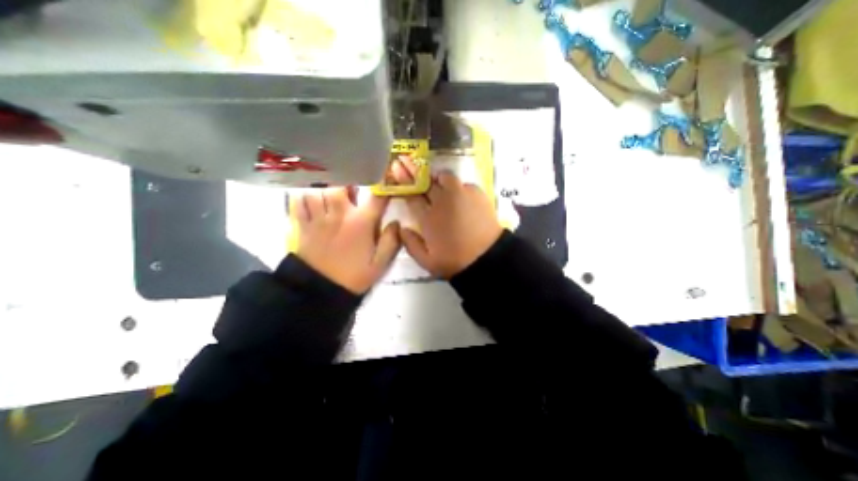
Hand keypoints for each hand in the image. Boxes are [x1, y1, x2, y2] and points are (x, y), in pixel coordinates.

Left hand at [294, 187, 399, 291]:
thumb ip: (391, 242)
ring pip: (319, 190)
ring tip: (331, 194)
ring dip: (326, 189)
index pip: (376, 198)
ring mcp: (319, 218)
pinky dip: (304, 197)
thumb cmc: (354, 276)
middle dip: (348, 183)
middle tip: (352, 190)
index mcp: (361, 223)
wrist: (321, 290)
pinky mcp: (303, 226)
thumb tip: (397, 223)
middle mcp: (340, 215)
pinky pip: (299, 203)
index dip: (383, 187)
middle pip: (341, 185)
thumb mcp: (380, 264)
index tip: (387, 181)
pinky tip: (311, 201)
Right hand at [391, 160, 502, 277]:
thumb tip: (401, 228)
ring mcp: (461, 195)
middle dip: (414, 171)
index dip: (403, 181)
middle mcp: (442, 202)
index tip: (396, 169)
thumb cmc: (454, 261)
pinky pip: (463, 184)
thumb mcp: (426, 261)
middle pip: (425, 181)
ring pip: (445, 177)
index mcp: (428, 218)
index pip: (412, 195)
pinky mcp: (478, 195)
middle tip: (408, 162)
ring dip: (438, 178)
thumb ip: (410, 244)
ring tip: (438, 183)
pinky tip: (459, 196)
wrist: (487, 259)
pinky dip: (458, 187)